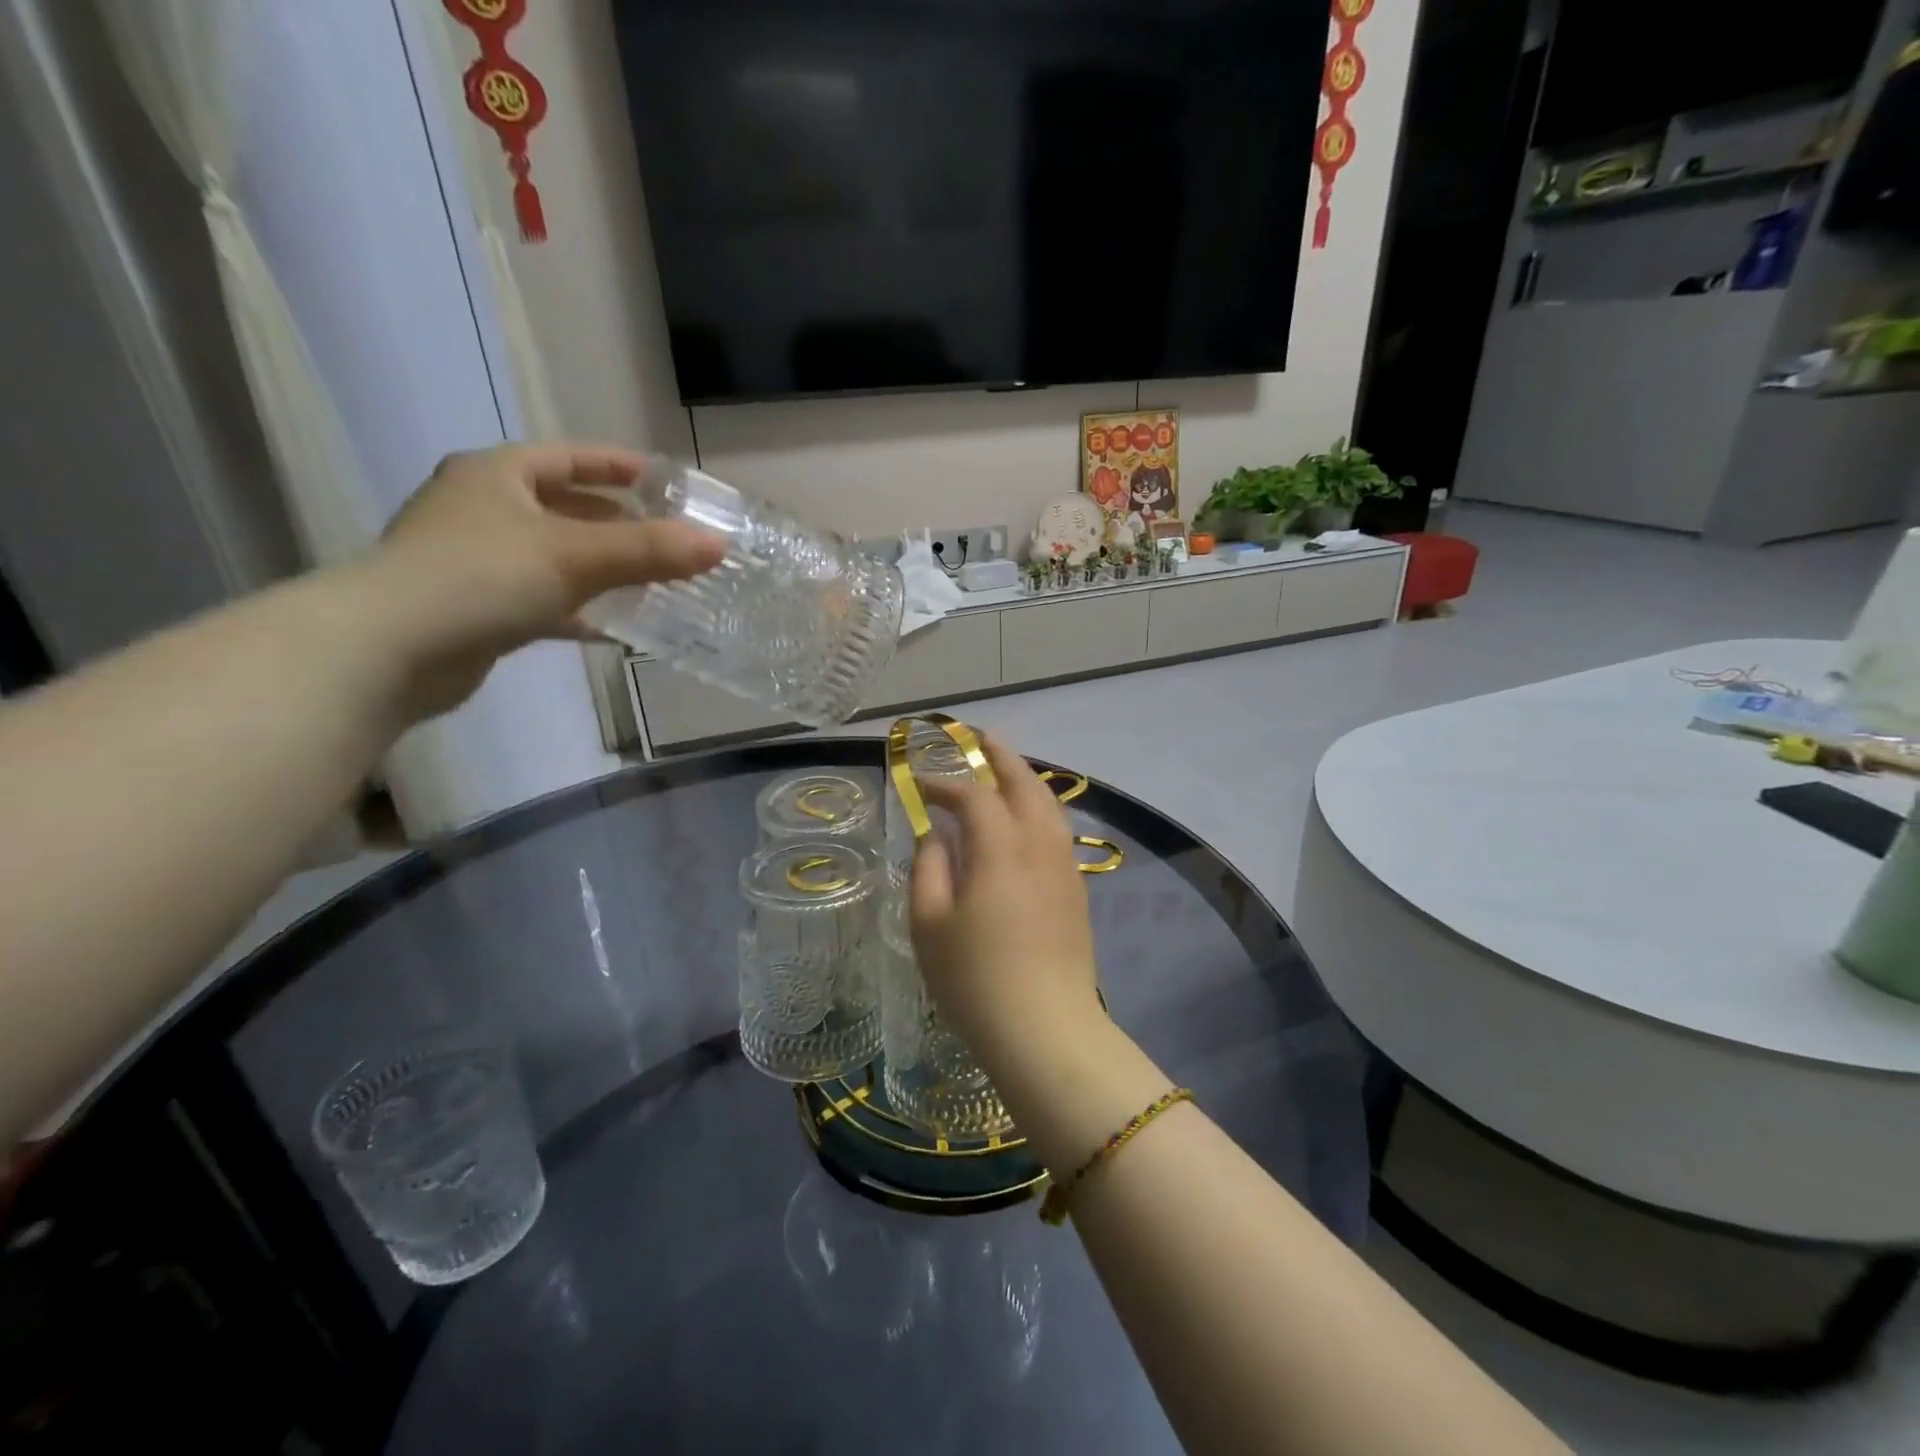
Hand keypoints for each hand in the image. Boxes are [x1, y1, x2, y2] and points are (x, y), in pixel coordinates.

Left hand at [361, 443, 722, 720]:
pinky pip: (544, 598)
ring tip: (655, 582)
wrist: (391, 650)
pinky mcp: (478, 607)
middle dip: (620, 524)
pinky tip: (615, 627)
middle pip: (567, 508)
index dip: (621, 466)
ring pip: (557, 556)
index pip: (572, 457)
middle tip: (669, 539)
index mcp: (498, 474)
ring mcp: (476, 559)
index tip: (667, 483)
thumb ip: (649, 551)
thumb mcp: (575, 556)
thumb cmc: (482, 577)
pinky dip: (579, 608)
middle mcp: (484, 508)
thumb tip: (717, 546)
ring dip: (603, 569)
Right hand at [908, 735, 1103, 1070]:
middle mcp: (1038, 844)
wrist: (1045, 1028)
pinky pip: (1059, 829)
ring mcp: (1064, 865)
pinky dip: (1041, 807)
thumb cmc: (974, 978)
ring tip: (1007, 768)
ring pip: (1049, 804)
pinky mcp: (1076, 888)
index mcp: (999, 847)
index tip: (920, 784)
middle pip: (1024, 783)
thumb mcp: (929, 924)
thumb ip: (929, 867)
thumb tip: (936, 834)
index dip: (945, 783)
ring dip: (1026, 779)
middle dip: (1001, 757)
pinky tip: (1029, 818)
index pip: (973, 796)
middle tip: (981, 737)